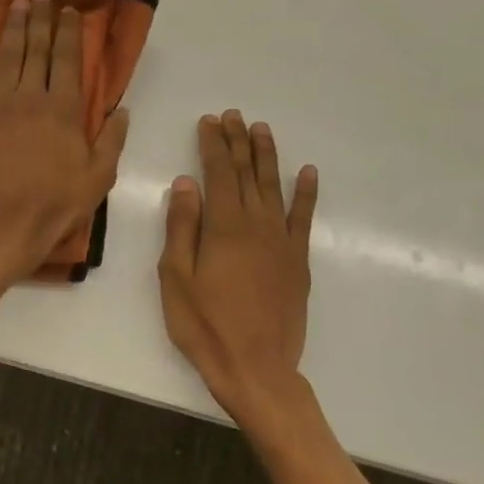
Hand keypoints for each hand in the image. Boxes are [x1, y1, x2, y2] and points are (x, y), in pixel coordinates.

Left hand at [0, 0, 127, 279]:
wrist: (4, 225)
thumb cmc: (55, 205)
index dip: (69, 33)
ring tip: (15, 6)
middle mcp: (30, 98)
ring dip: (11, 29)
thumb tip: (121, 109)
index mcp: (64, 110)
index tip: (69, 12)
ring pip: (6, 58)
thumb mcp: (99, 177)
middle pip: (36, 50)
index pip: (68, 60)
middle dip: (40, 20)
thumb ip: (112, 140)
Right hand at [158, 112, 318, 424]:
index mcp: (223, 228)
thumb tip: (186, 184)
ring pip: (274, 188)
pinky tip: (307, 172)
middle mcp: (257, 226)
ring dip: (267, 156)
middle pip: (247, 174)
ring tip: (262, 129)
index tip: (209, 121)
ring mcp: (282, 242)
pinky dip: (306, 194)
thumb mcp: (176, 277)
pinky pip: (304, 218)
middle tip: (234, 115)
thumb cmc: (204, 325)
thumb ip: (181, 227)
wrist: (256, 368)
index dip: (213, 145)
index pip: (218, 174)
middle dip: (239, 142)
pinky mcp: (297, 261)